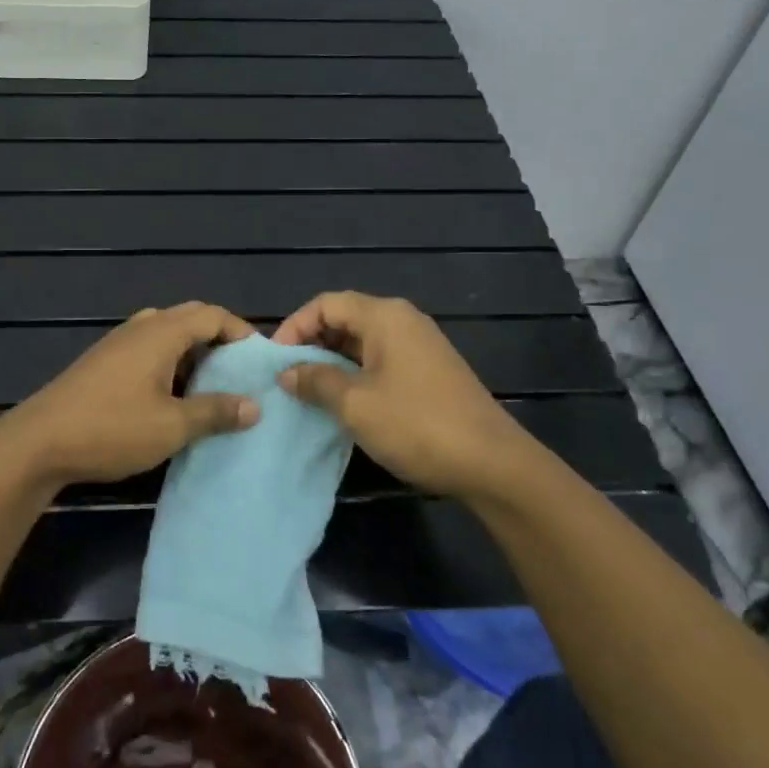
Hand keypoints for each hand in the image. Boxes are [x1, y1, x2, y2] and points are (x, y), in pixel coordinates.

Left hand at [0, 302, 260, 487]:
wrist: (38, 442)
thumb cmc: (111, 428)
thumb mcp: (171, 426)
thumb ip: (214, 412)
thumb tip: (254, 406)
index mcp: (161, 332)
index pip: (212, 315)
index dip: (240, 332)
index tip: (259, 360)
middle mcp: (140, 327)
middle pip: (189, 318)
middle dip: (218, 339)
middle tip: (238, 371)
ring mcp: (117, 342)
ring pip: (166, 333)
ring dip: (192, 352)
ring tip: (209, 385)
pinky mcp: (102, 361)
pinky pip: (147, 348)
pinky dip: (169, 362)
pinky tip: (170, 396)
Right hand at [274, 292, 535, 498]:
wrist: (492, 463)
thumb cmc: (416, 425)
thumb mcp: (355, 404)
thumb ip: (316, 381)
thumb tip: (287, 372)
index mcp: (384, 316)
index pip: (326, 304)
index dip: (294, 326)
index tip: (275, 361)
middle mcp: (403, 321)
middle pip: (345, 318)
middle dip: (312, 343)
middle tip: (288, 377)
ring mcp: (420, 346)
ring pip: (362, 342)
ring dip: (332, 362)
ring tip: (308, 391)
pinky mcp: (429, 371)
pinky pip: (381, 360)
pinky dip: (356, 373)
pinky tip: (344, 402)